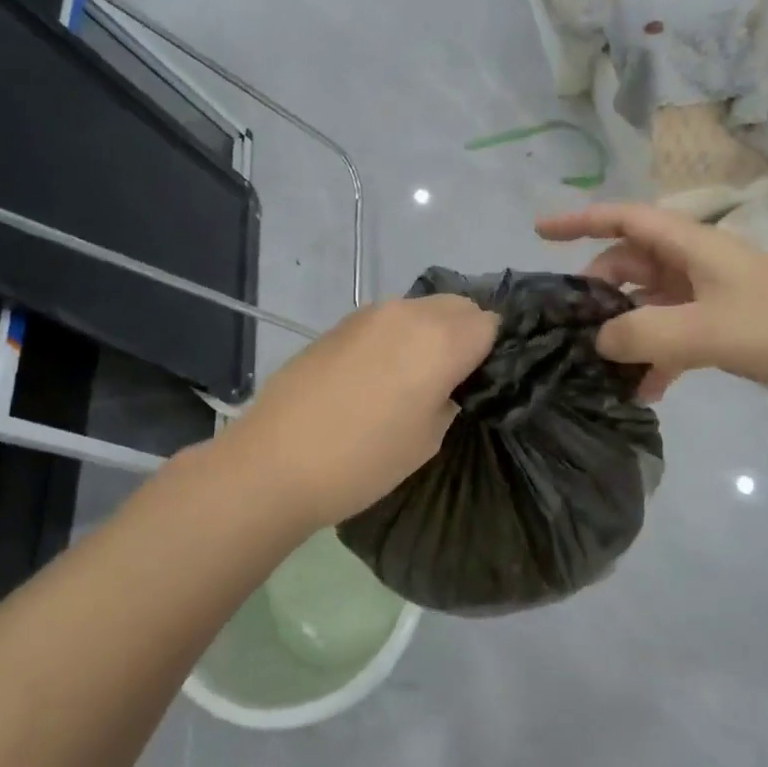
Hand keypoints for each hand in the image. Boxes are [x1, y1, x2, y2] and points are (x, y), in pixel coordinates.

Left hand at [216, 295, 498, 529]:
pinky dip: (398, 336)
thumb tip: (453, 380)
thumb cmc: (363, 460)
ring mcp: (370, 313)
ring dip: (431, 331)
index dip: (493, 350)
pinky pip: (388, 319)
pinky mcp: (340, 323)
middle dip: (466, 333)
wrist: (274, 462)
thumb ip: (451, 396)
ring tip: (414, 375)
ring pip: (422, 307)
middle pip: (459, 305)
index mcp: (440, 339)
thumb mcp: (429, 439)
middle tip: (454, 377)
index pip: (490, 323)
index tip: (482, 380)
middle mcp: (409, 313)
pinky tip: (378, 374)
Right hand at [536, 202, 767, 408]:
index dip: (580, 219)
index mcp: (693, 246)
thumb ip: (646, 334)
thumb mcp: (711, 330)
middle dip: (599, 289)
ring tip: (602, 368)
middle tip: (570, 325)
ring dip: (627, 330)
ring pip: (652, 303)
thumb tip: (598, 342)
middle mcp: (698, 264)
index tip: (539, 232)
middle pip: (632, 263)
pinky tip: (648, 392)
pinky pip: (677, 334)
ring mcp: (714, 296)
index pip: (625, 218)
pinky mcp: (729, 327)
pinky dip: (658, 356)